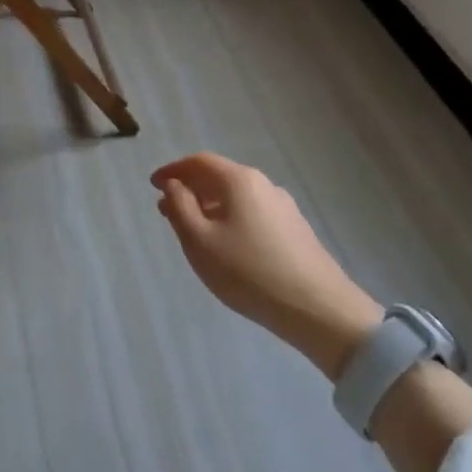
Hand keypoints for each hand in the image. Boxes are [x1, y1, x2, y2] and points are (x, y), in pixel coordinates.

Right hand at [151, 153, 382, 379]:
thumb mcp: (200, 241)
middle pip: (219, 176)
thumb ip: (180, 207)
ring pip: (237, 197)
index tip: (153, 186)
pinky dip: (230, 218)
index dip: (173, 170)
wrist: (318, 309)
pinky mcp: (295, 230)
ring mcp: (283, 207)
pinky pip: (253, 213)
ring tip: (194, 231)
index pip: (199, 162)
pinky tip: (227, 245)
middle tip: (167, 210)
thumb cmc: (248, 272)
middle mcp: (263, 184)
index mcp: (239, 180)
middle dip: (190, 189)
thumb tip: (174, 185)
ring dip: (210, 206)